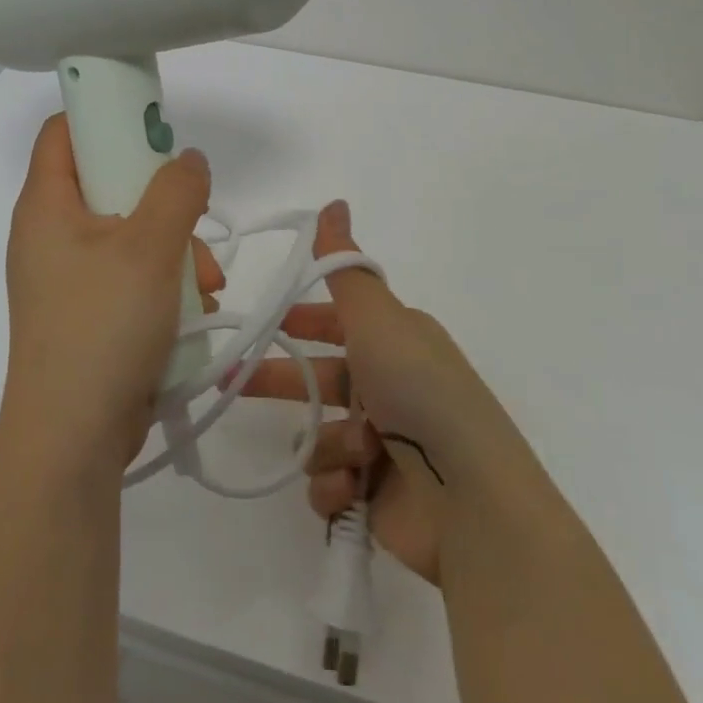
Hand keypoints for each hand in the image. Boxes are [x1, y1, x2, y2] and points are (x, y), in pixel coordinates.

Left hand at [1, 114, 224, 473]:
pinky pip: (127, 274)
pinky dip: (162, 281)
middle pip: (106, 181)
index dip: (104, 114)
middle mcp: (49, 233)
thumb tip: (188, 160)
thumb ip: (176, 190)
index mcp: (46, 204)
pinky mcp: (85, 312)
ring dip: (173, 246)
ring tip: (205, 281)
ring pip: (127, 232)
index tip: (152, 124)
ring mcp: (66, 276)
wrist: (71, 442)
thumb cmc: (102, 327)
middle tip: (193, 214)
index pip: (64, 131)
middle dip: (160, 197)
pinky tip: (194, 307)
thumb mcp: (149, 248)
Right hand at [241, 201, 538, 585]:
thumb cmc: (418, 391)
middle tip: (229, 384)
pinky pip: (331, 482)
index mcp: (395, 342)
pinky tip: (354, 488)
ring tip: (354, 456)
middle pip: (319, 378)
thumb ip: (343, 264)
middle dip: (280, 381)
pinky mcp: (378, 496)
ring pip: (321, 434)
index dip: (301, 321)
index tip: (263, 325)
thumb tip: (333, 202)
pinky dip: (336, 485)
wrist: (472, 500)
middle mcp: (390, 388)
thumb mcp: (377, 316)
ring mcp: (386, 446)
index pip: (337, 323)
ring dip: (327, 445)